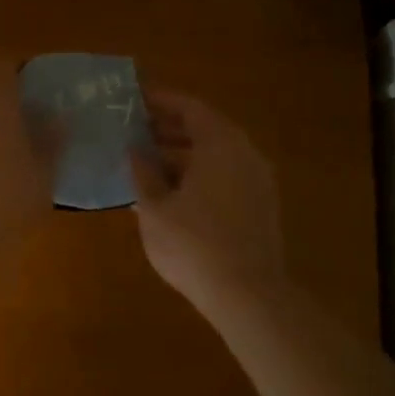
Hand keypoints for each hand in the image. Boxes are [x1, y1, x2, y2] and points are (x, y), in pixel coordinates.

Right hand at [131, 89, 287, 320]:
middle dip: (169, 129)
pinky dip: (199, 175)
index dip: (160, 102)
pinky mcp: (260, 207)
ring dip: (182, 155)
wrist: (247, 294)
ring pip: (216, 156)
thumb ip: (143, 173)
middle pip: (205, 129)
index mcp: (220, 144)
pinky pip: (225, 176)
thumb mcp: (154, 208)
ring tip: (146, 164)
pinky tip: (171, 193)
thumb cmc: (193, 244)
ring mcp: (257, 181)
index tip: (134, 101)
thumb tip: (135, 151)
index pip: (189, 108)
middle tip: (135, 132)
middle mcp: (245, 154)